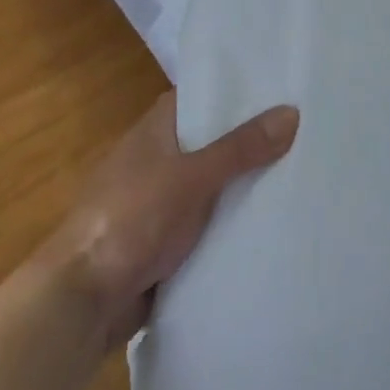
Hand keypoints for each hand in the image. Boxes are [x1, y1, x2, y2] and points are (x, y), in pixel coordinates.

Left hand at [42, 94, 298, 349]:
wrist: (83, 299)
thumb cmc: (132, 219)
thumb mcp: (192, 177)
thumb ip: (240, 148)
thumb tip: (292, 112)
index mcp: (155, 130)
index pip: (201, 97)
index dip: (237, 92)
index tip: (281, 90)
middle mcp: (157, 159)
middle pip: (211, 142)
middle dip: (251, 142)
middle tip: (306, 134)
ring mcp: (160, 202)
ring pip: (212, 185)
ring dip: (243, 186)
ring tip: (301, 175)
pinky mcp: (165, 241)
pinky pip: (208, 223)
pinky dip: (231, 223)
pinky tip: (271, 223)